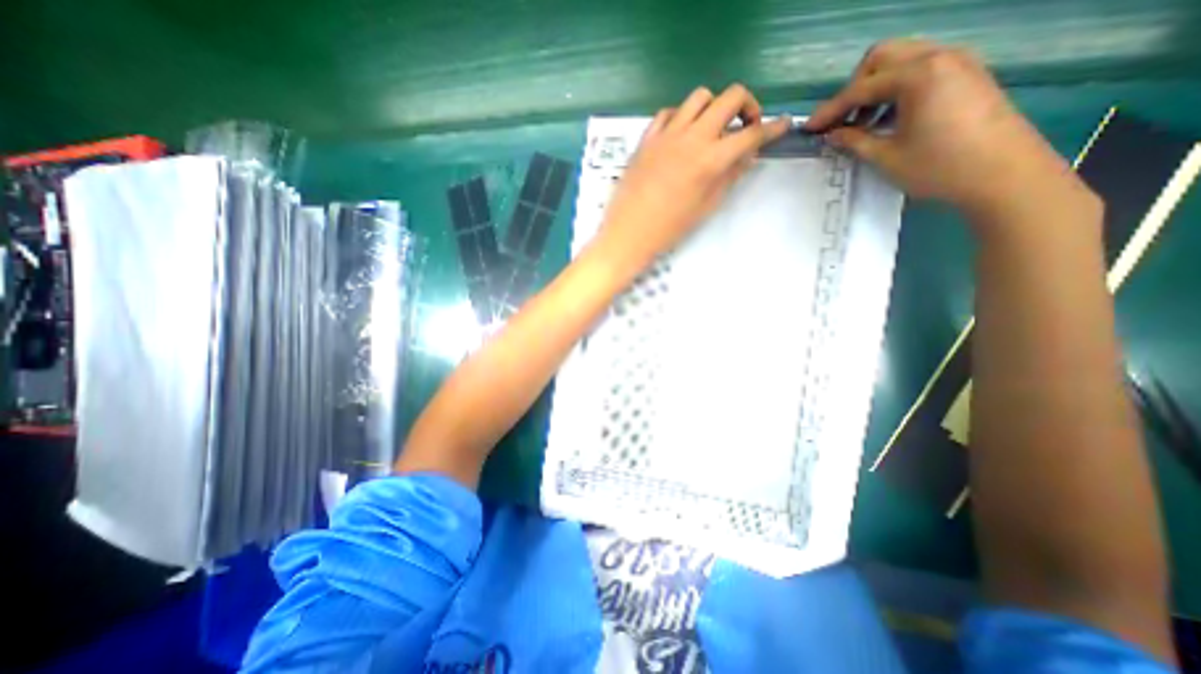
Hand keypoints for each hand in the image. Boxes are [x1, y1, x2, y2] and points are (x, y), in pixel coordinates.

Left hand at [595, 85, 794, 269]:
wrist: (628, 234)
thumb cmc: (669, 229)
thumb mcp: (706, 207)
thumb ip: (730, 176)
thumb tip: (748, 155)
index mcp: (710, 159)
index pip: (751, 134)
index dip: (773, 128)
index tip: (784, 124)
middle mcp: (692, 137)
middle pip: (730, 97)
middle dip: (747, 106)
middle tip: (746, 127)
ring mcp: (666, 134)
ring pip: (699, 97)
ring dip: (714, 107)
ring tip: (712, 130)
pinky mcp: (647, 138)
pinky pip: (669, 112)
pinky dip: (682, 117)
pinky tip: (682, 135)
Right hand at [801, 38, 1094, 224]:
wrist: (1003, 173)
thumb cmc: (939, 167)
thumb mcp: (886, 157)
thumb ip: (854, 141)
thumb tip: (832, 134)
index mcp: (918, 75)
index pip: (860, 88)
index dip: (830, 110)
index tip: (809, 129)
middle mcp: (938, 57)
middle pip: (881, 58)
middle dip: (854, 88)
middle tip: (841, 121)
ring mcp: (957, 62)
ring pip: (901, 61)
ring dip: (875, 88)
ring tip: (863, 123)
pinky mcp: (966, 74)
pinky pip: (920, 70)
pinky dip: (897, 89)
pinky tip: (889, 118)